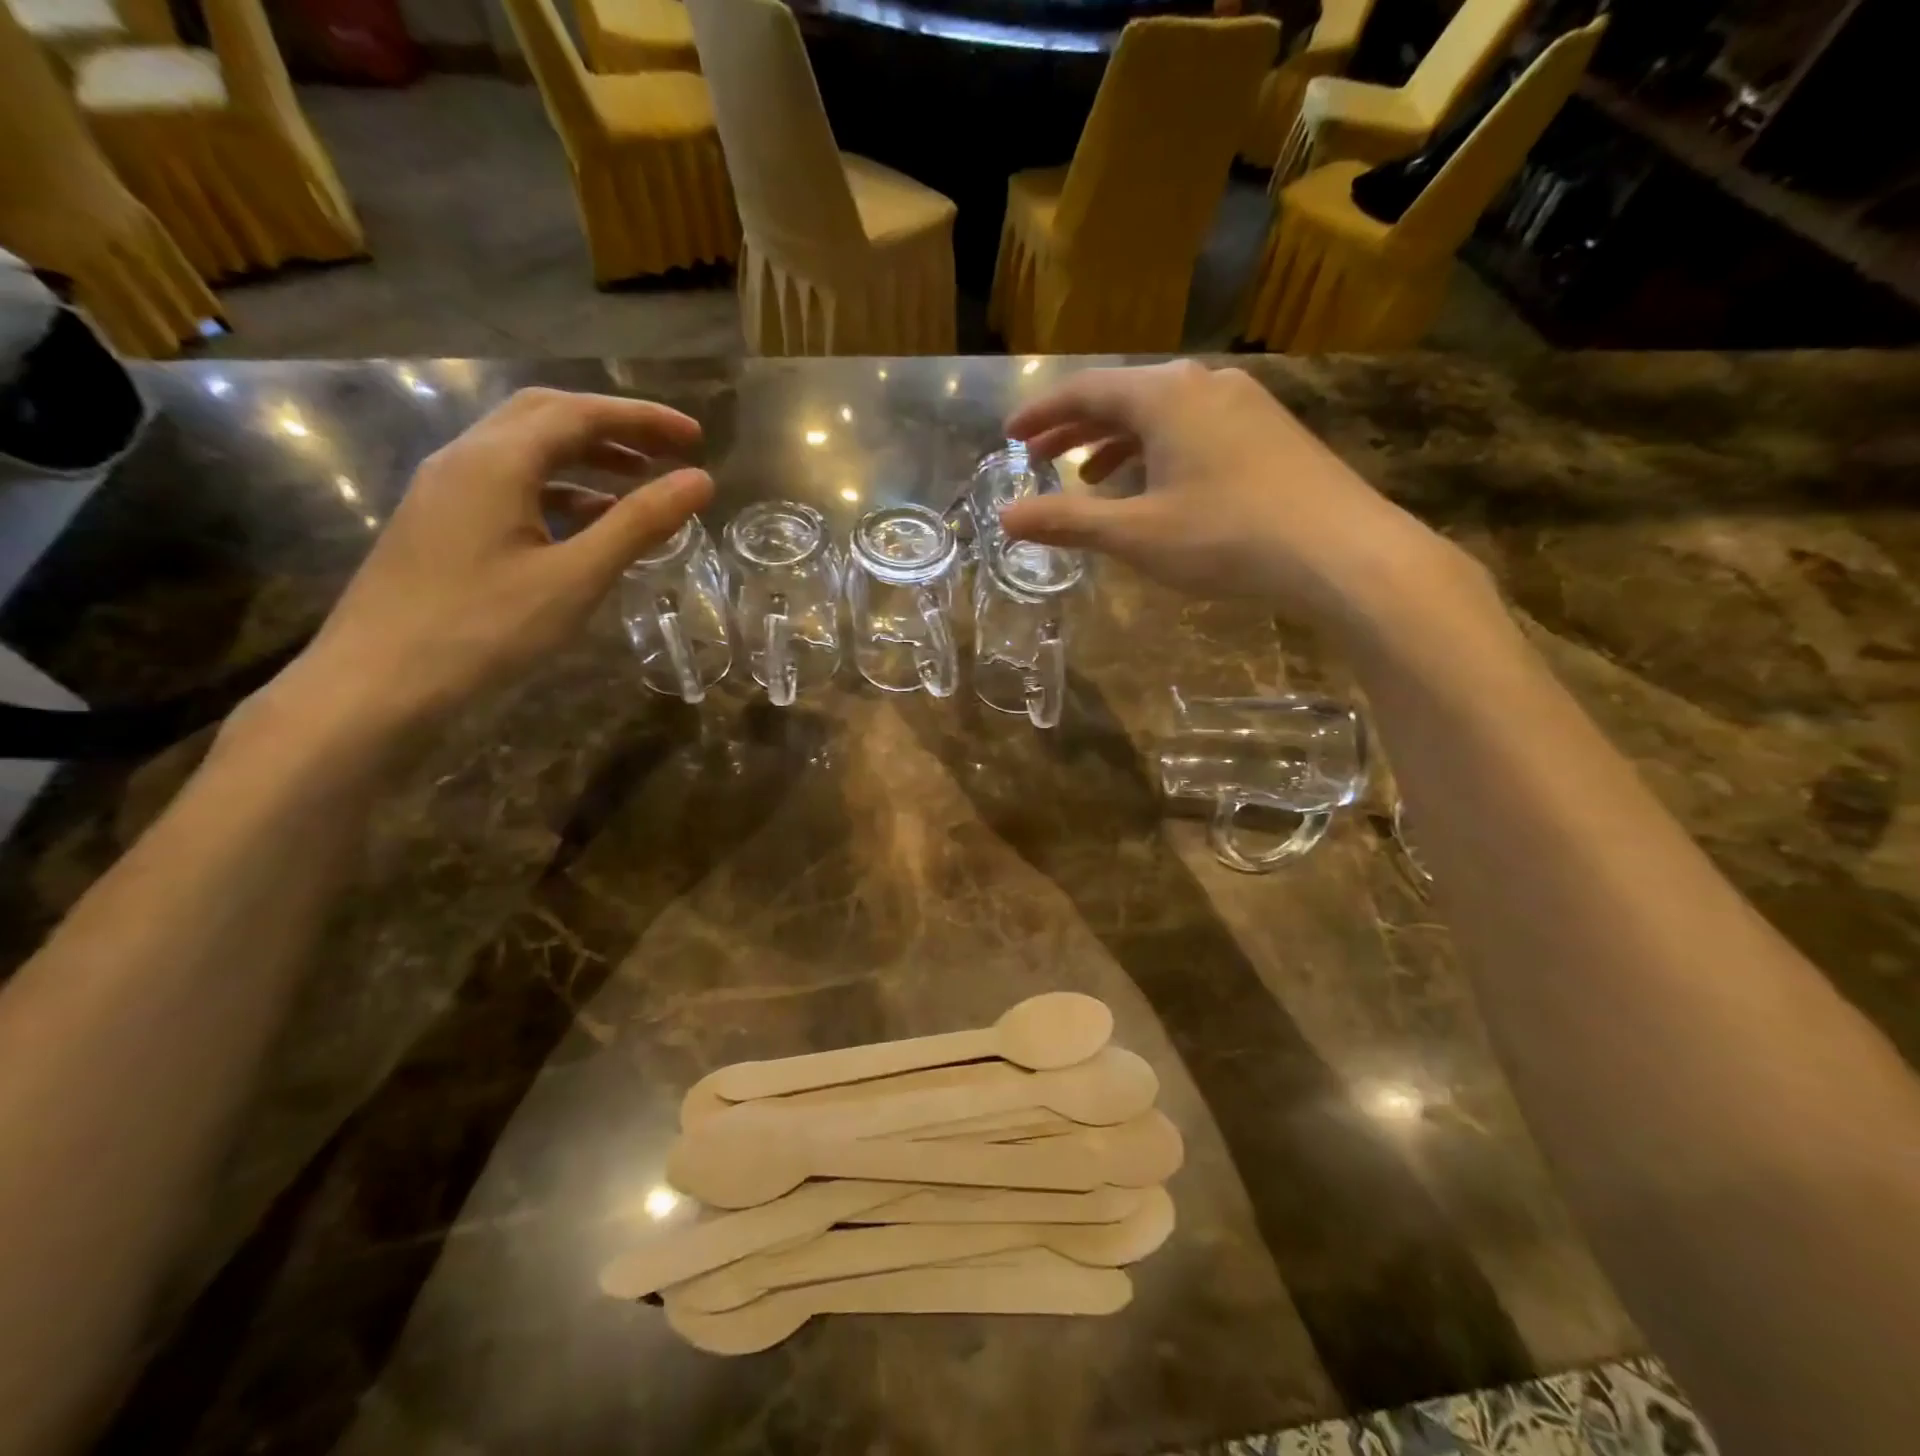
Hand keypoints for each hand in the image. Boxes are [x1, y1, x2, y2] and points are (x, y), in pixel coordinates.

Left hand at [265, 387, 712, 742]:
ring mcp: (446, 490)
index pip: (579, 413)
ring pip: (525, 450)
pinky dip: (558, 489)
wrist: (376, 682)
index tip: (696, 437)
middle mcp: (465, 459)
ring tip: (639, 482)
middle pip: (546, 416)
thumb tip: (700, 481)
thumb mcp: (575, 577)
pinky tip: (586, 521)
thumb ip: (638, 523)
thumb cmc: (484, 628)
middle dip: (614, 427)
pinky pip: (508, 484)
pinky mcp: (441, 522)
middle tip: (668, 451)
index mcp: (496, 461)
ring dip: (586, 456)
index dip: (643, 419)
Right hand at [998, 362, 1461, 627]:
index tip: (1010, 435)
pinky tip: (1157, 484)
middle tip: (1039, 455)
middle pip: (1123, 397)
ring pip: (1162, 413)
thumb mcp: (1136, 534)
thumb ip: (1068, 521)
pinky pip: (1196, 427)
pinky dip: (1160, 450)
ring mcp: (1244, 404)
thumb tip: (1005, 518)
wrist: (1340, 549)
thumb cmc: (1226, 536)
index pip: (1086, 390)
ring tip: (1090, 476)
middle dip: (1076, 428)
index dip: (1042, 412)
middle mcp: (1203, 384)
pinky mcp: (1270, 430)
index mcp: (1164, 396)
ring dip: (1118, 441)